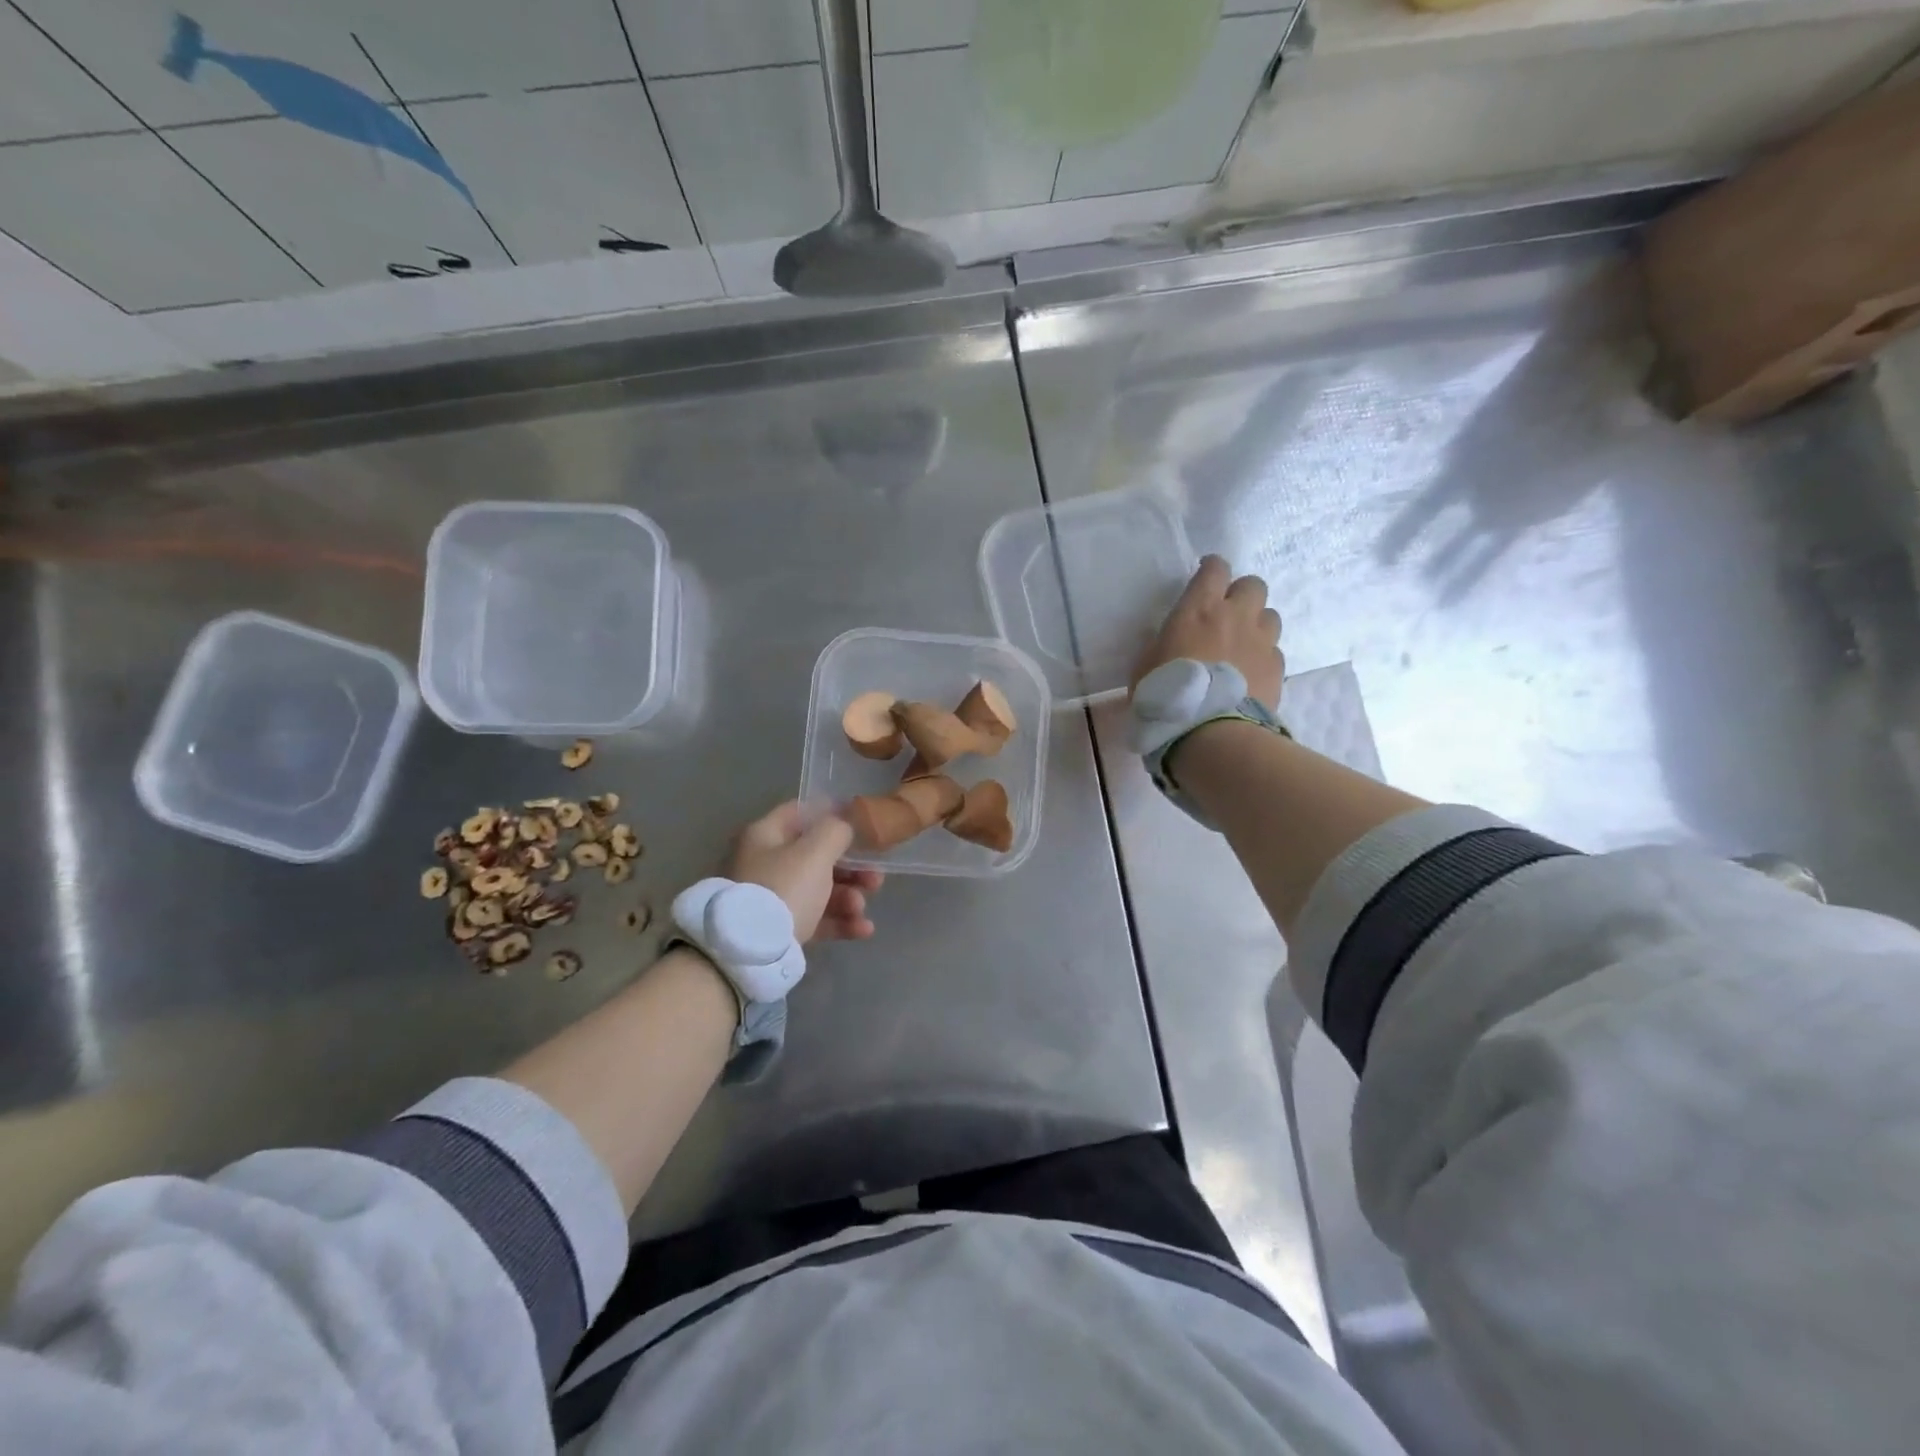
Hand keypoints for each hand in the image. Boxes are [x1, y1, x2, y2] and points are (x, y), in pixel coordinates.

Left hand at [725, 801, 881, 942]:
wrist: (750, 953)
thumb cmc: (784, 888)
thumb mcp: (815, 852)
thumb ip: (837, 831)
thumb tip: (844, 825)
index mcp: (765, 836)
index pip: (800, 813)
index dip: (832, 814)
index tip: (863, 825)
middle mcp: (765, 863)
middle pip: (816, 856)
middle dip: (851, 868)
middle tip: (875, 878)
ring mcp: (771, 898)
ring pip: (819, 890)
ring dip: (848, 897)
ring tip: (860, 908)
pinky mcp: (779, 929)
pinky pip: (815, 918)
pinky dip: (839, 921)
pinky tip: (863, 929)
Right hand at [1133, 556, 1283, 709]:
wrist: (1208, 733)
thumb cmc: (1166, 695)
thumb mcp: (1145, 665)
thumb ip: (1163, 643)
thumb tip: (1172, 640)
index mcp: (1199, 609)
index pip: (1215, 569)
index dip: (1212, 568)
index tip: (1206, 575)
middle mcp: (1236, 616)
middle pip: (1253, 585)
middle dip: (1242, 594)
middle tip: (1227, 614)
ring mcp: (1261, 642)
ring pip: (1270, 616)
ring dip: (1257, 625)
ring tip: (1242, 645)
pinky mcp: (1277, 668)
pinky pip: (1275, 651)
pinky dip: (1263, 657)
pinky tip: (1250, 675)